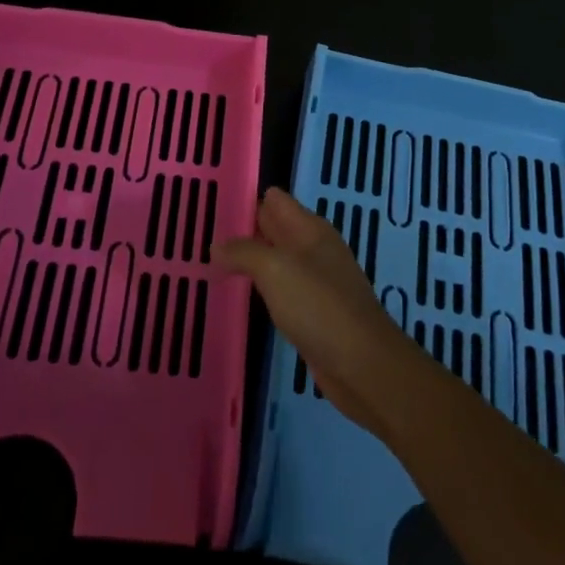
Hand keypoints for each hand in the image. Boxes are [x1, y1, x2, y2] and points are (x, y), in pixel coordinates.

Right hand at [216, 188, 424, 435]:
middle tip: (201, 232)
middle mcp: (313, 249)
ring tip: (211, 261)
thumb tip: (216, 246)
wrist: (362, 366)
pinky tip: (239, 294)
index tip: (211, 205)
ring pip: (275, 260)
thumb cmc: (319, 306)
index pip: (274, 200)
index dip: (246, 199)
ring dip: (249, 260)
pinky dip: (260, 288)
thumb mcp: (276, 269)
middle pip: (274, 228)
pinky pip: (280, 289)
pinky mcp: (312, 313)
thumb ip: (244, 252)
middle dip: (242, 229)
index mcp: (310, 229)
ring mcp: (315, 282)